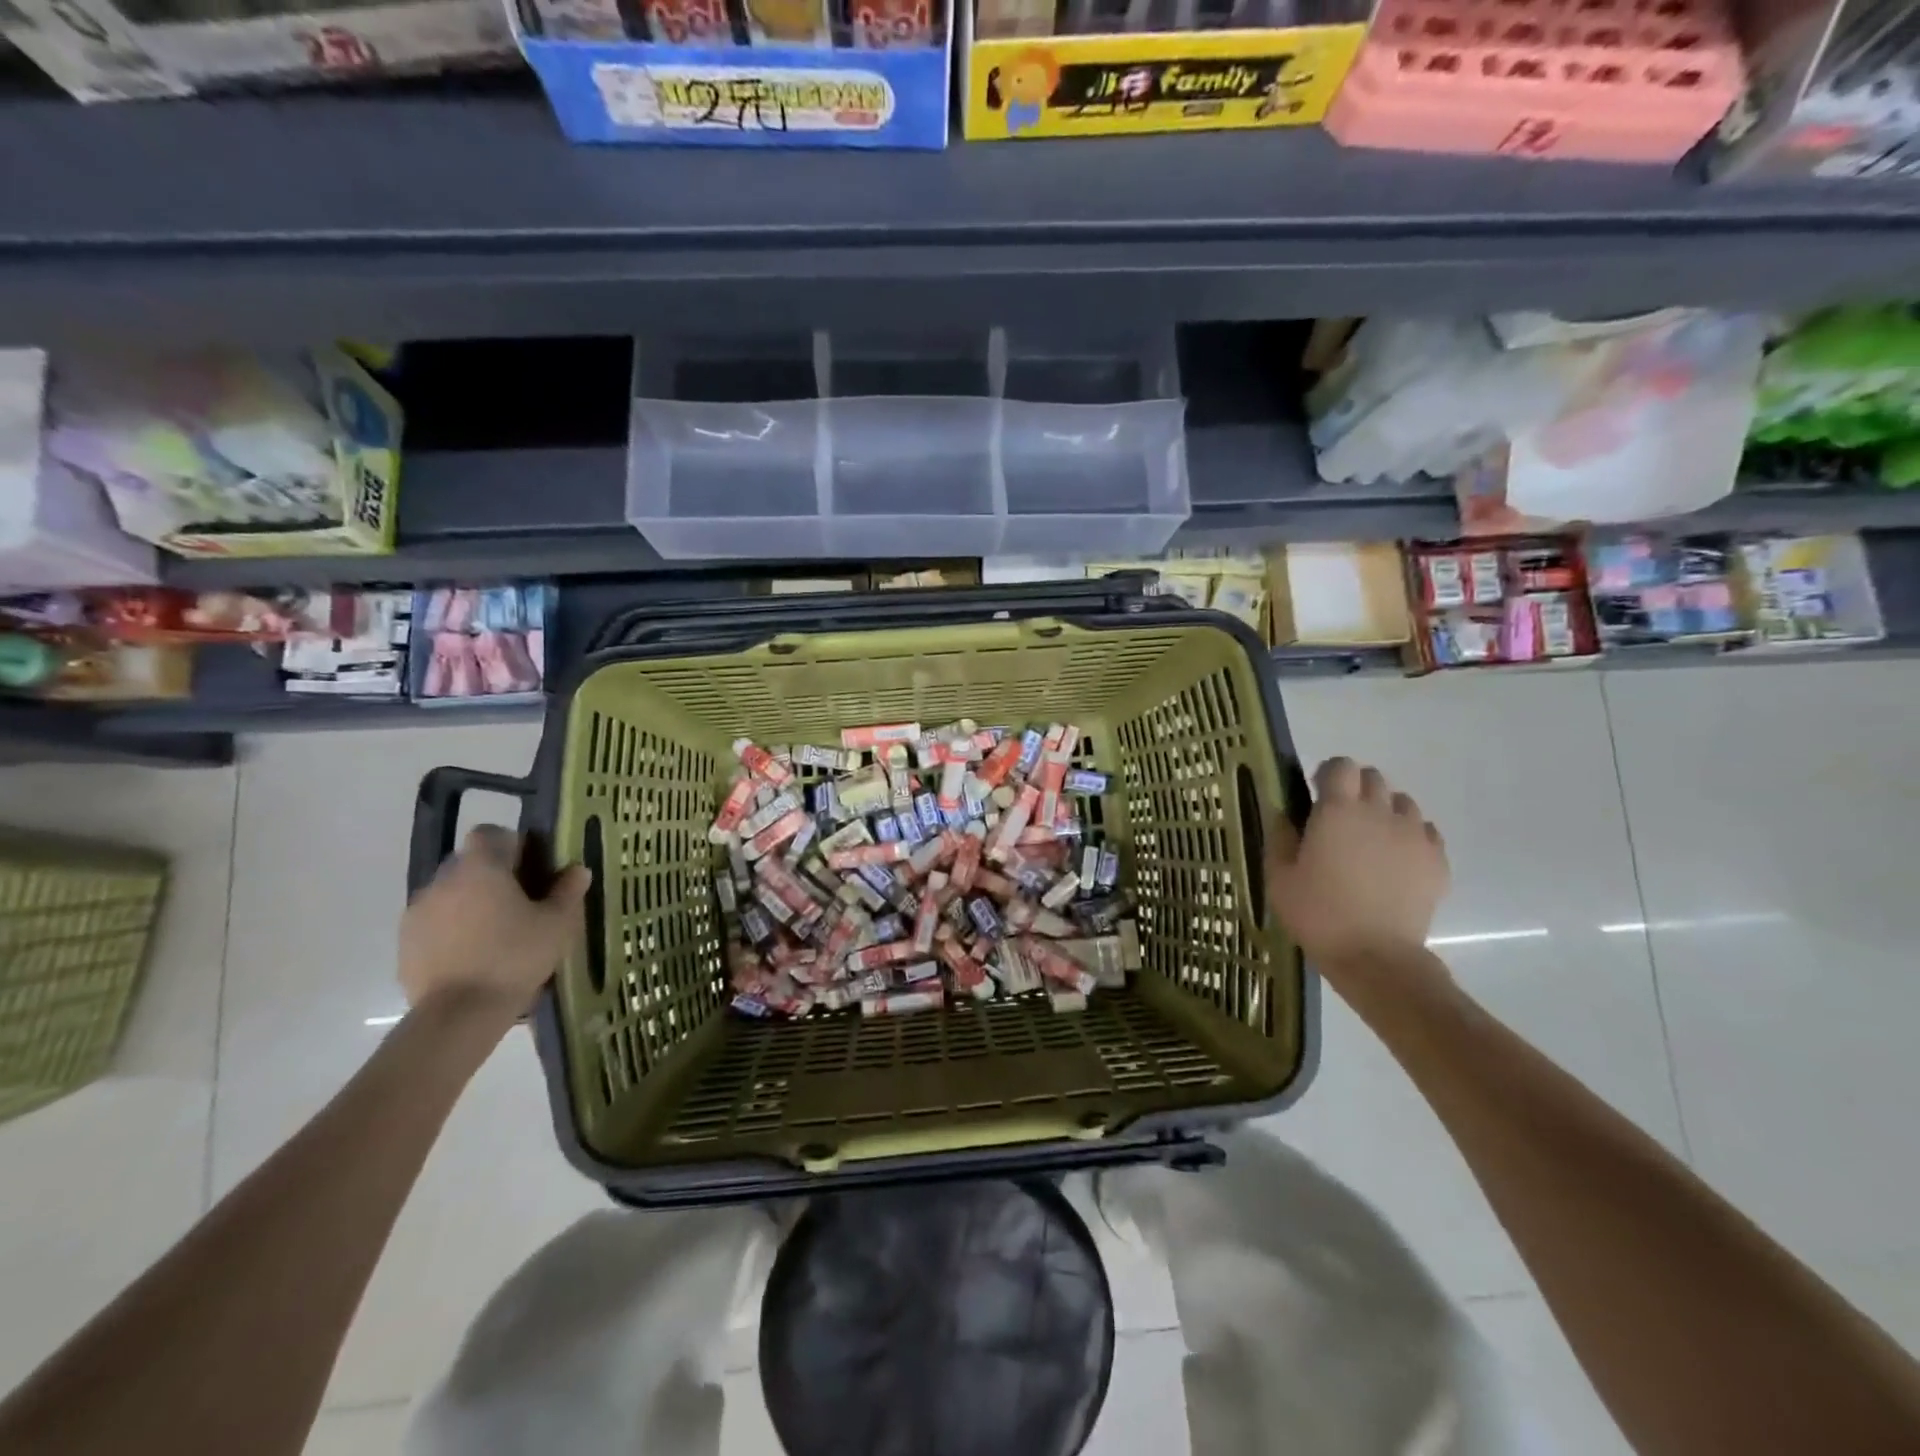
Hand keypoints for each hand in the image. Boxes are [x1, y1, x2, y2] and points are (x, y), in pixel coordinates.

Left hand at [399, 825, 590, 1028]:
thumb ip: (568, 891)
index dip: (513, 845)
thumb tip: (576, 869)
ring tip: (496, 934)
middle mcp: (443, 880)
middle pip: (470, 864)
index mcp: (480, 867)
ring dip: (471, 904)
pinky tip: (474, 956)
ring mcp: (418, 912)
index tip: (532, 869)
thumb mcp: (557, 924)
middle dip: (493, 877)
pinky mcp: (406, 943)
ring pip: (451, 894)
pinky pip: (435, 923)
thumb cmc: (515, 957)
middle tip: (521, 904)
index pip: (490, 833)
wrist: (459, 1014)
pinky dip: (453, 930)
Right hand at [1267, 758, 1449, 967]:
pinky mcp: (1436, 860)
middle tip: (1341, 821)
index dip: (1328, 774)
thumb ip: (1280, 836)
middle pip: (1374, 778)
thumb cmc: (1317, 913)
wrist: (1375, 956)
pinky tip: (1395, 861)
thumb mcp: (1278, 876)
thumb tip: (1284, 813)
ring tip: (1371, 841)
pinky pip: (1426, 831)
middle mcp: (1379, 812)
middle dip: (1356, 790)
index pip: (1340, 765)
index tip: (1316, 796)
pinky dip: (1410, 837)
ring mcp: (1414, 835)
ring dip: (1385, 811)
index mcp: (1337, 810)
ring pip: (1403, 802)